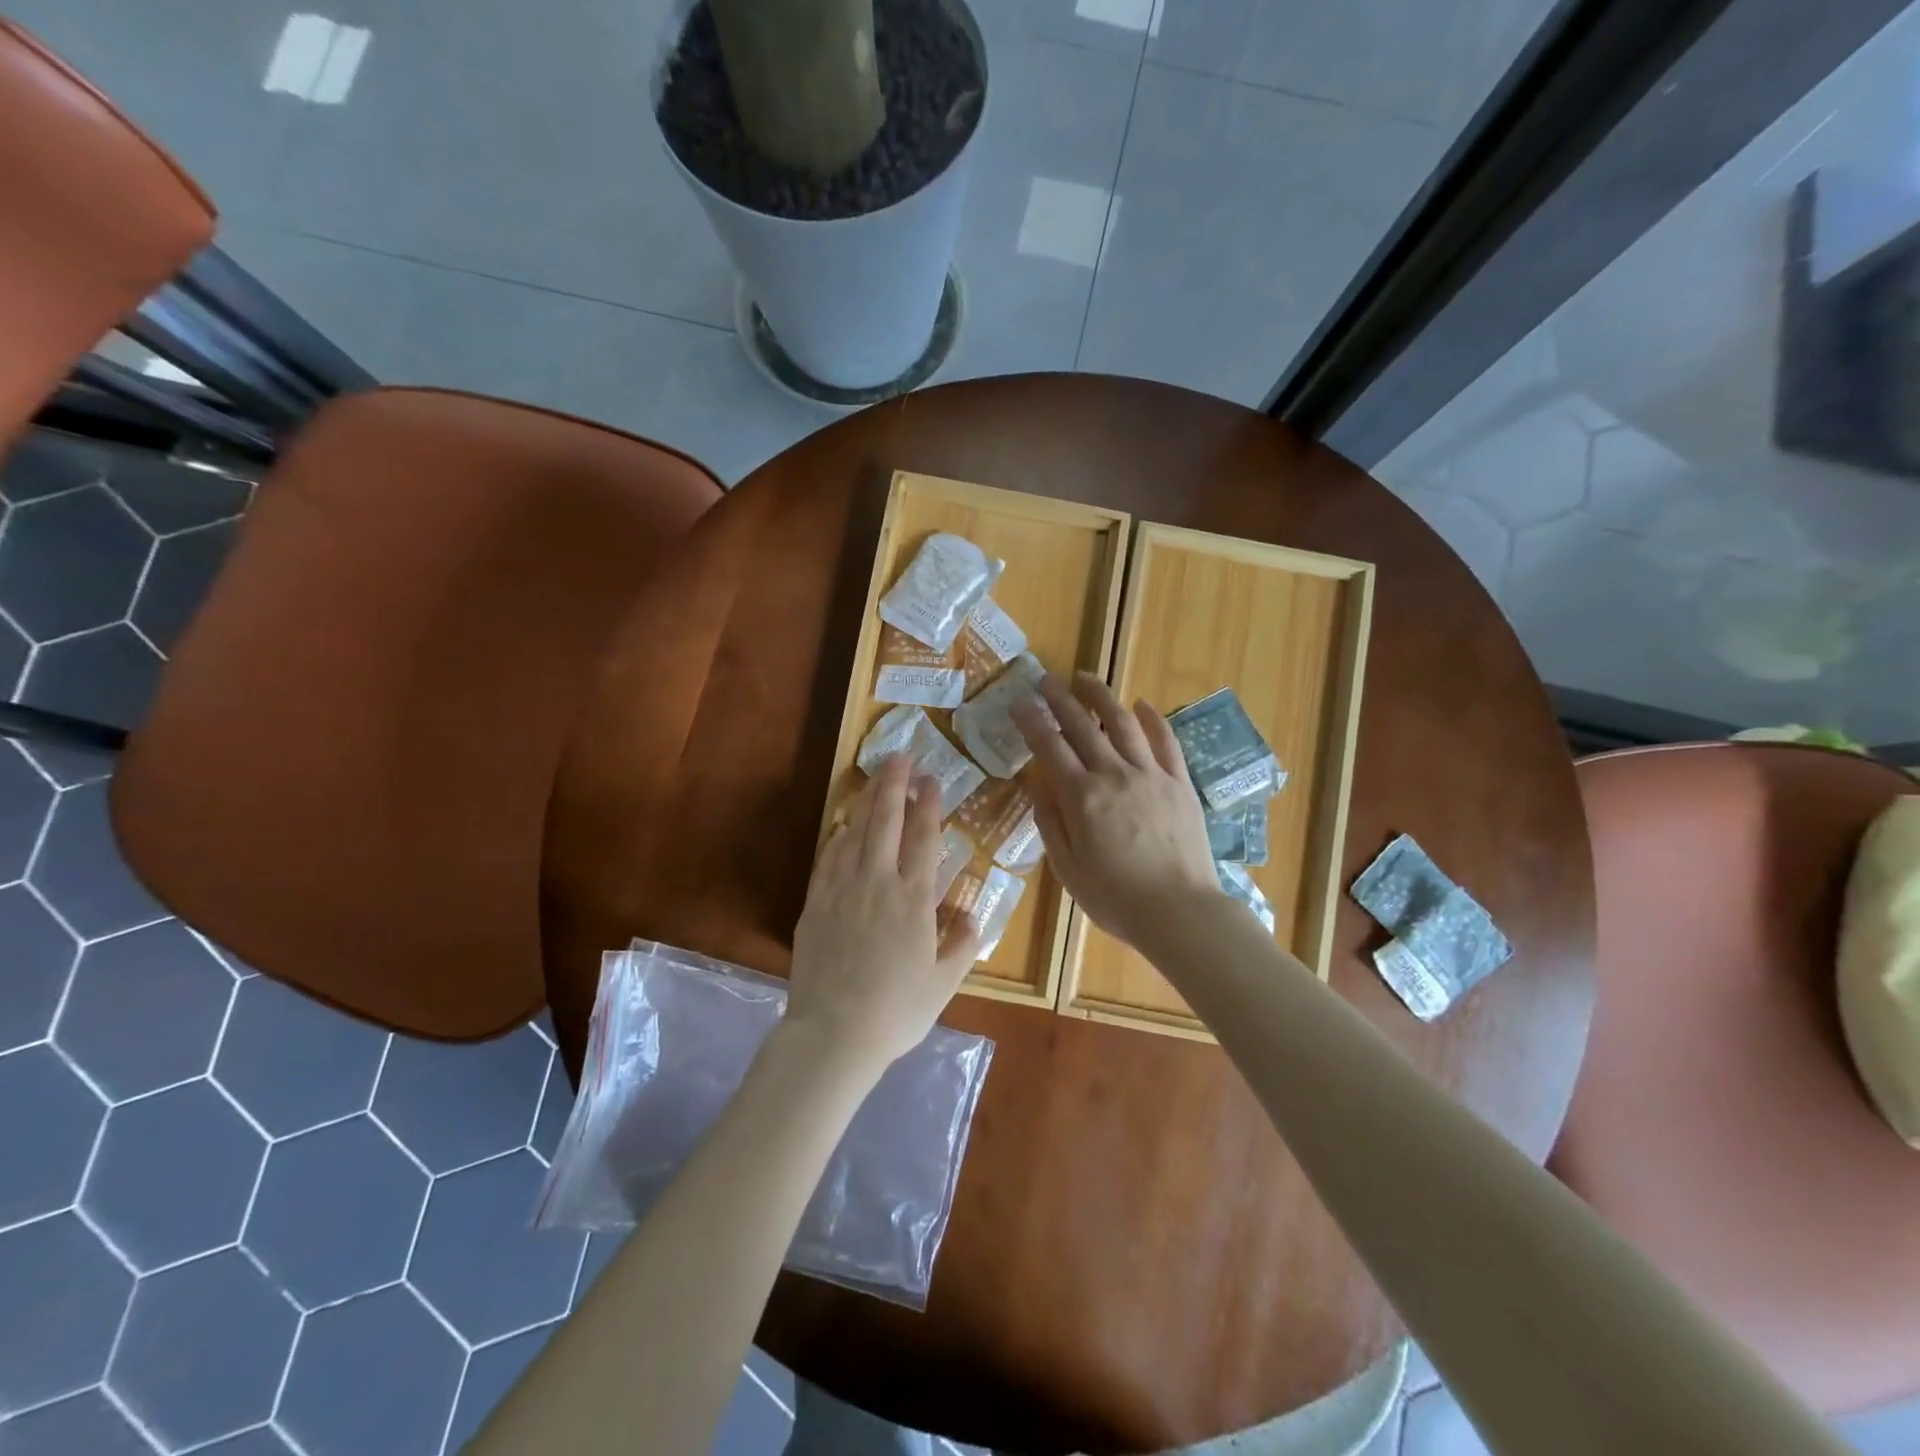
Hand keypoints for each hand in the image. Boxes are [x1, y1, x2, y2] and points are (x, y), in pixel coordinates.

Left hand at [785, 754, 980, 1074]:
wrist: (834, 1034)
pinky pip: (829, 856)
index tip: (930, 779)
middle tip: (900, 756)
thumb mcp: (944, 983)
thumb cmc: (896, 1011)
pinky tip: (844, 825)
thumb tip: (970, 915)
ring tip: (875, 778)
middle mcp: (878, 883)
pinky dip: (839, 834)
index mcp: (914, 900)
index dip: (928, 805)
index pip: (923, 839)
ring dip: (867, 801)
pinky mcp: (816, 902)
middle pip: (886, 822)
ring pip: (855, 832)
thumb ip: (962, 945)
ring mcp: (842, 889)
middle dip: (894, 785)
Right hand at [1011, 671, 1224, 949]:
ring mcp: (1151, 775)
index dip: (1032, 722)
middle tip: (1046, 679)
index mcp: (1081, 797)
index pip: (1050, 747)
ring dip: (1101, 696)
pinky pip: (1165, 741)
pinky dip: (1153, 719)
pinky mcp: (1180, 782)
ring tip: (1086, 678)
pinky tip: (1142, 704)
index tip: (1019, 703)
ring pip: (1123, 723)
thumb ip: (1050, 822)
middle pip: (1083, 726)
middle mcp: (1114, 774)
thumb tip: (1036, 785)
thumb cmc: (1115, 898)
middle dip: (1060, 699)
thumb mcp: (1067, 868)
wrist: (1180, 911)